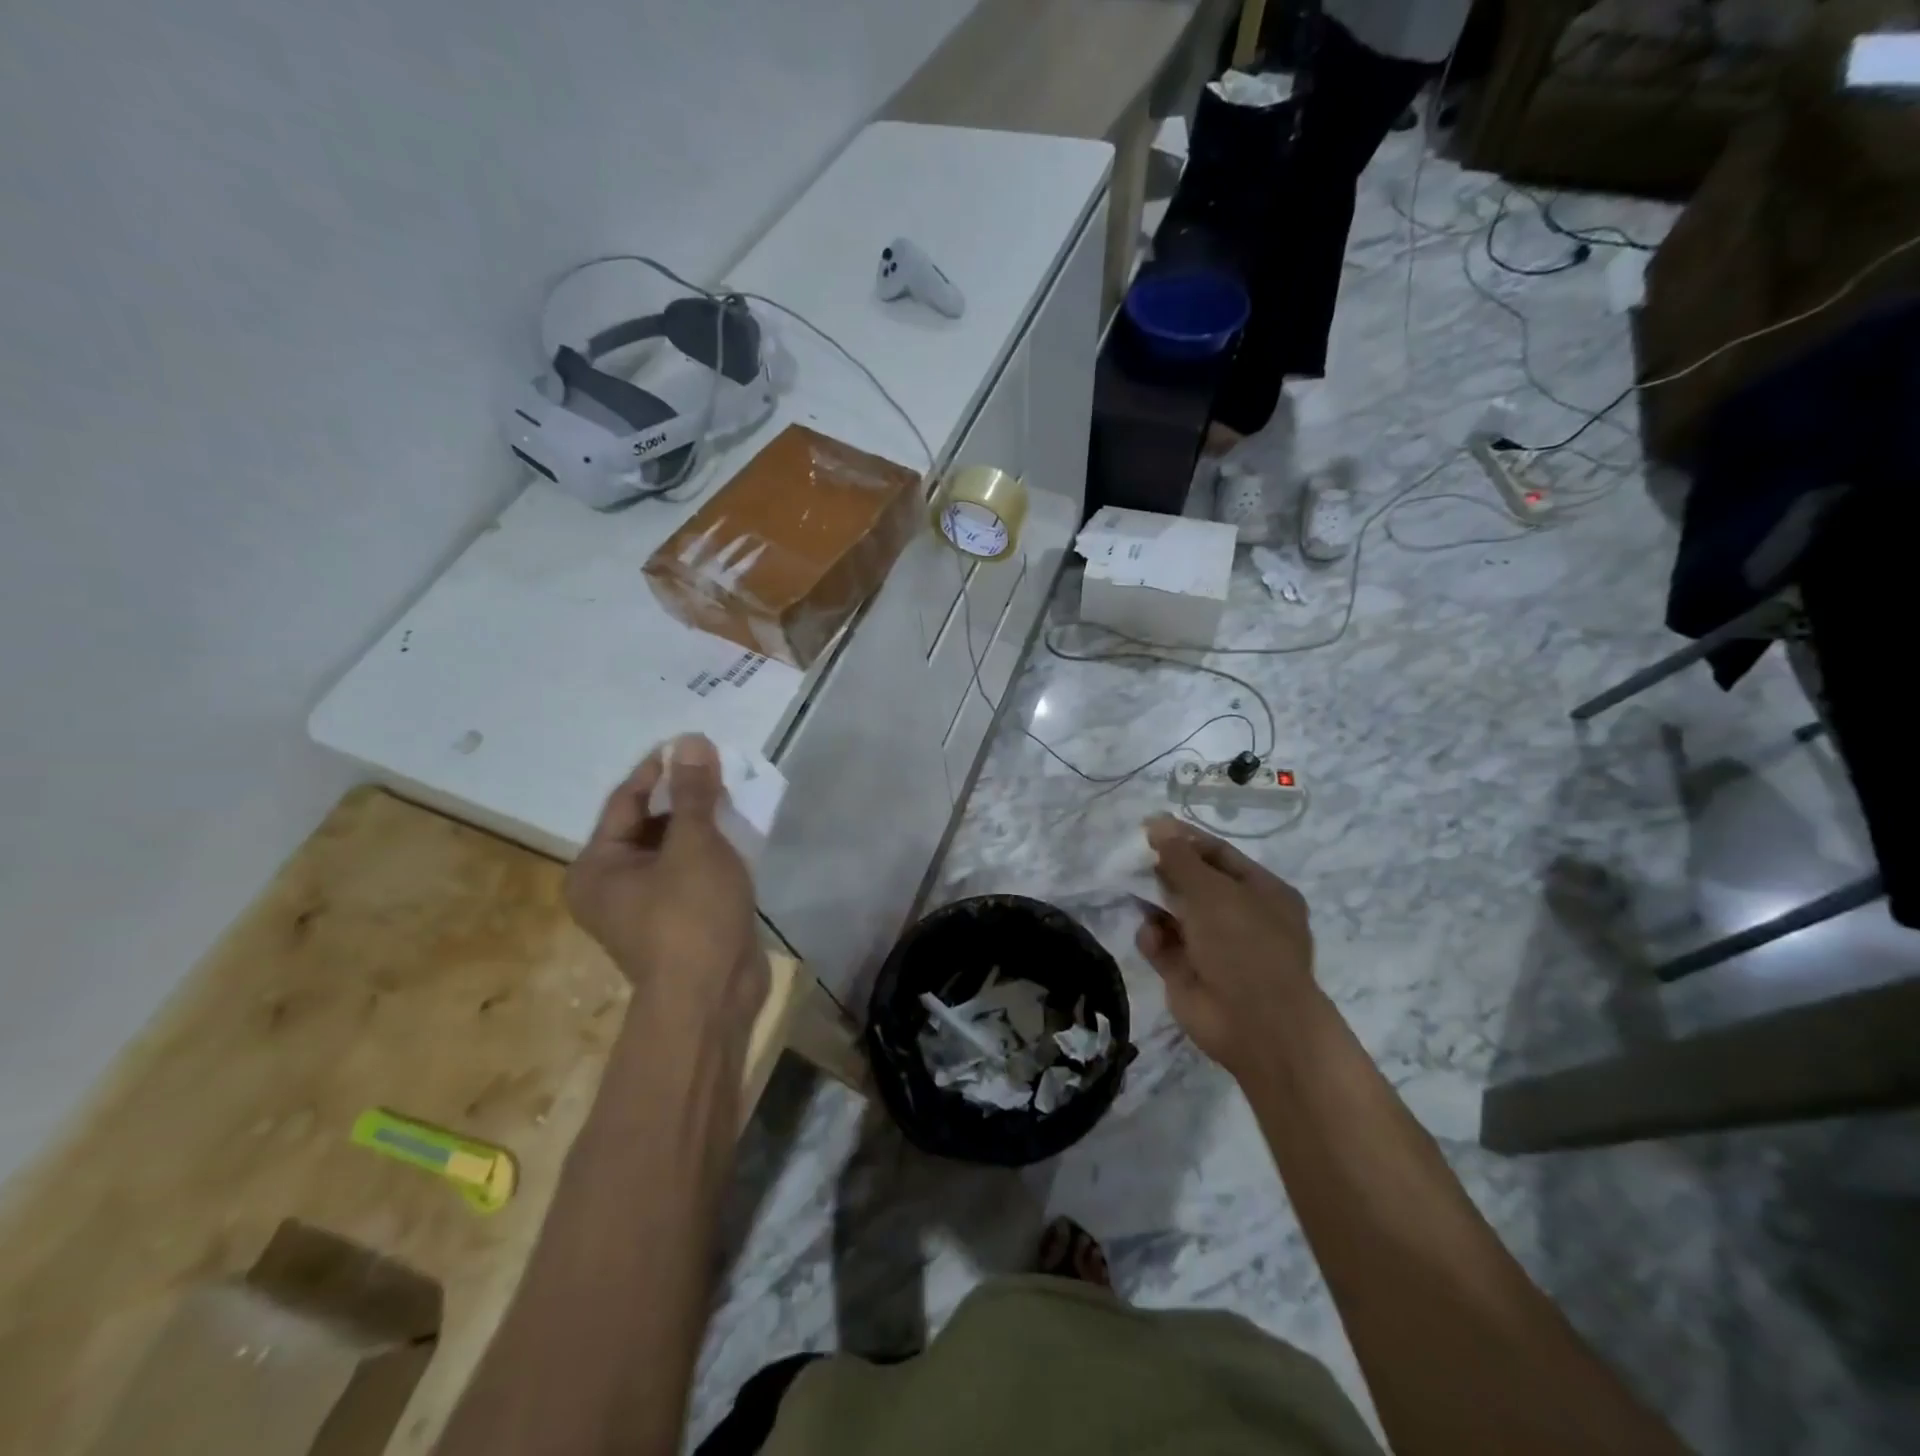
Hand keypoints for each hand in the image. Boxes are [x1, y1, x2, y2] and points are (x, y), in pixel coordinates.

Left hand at [565, 735, 768, 1051]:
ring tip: (733, 794)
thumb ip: (693, 793)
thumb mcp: (694, 845)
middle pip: (648, 824)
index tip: (692, 744)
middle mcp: (611, 886)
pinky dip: (710, 851)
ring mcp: (646, 907)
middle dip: (684, 796)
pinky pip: (690, 872)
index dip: (659, 769)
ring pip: (673, 849)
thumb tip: (690, 741)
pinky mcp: (679, 920)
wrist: (712, 999)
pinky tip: (738, 834)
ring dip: (700, 822)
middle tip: (719, 769)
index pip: (626, 801)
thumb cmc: (691, 916)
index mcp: (597, 868)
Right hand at [1135, 814, 1317, 1078]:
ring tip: (1134, 891)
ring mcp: (1214, 948)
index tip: (1149, 828)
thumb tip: (1157, 824)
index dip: (1185, 840)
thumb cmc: (1244, 945)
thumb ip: (1180, 858)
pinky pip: (1164, 946)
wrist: (1256, 1025)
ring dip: (1154, 903)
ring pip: (1174, 914)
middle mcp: (1240, 917)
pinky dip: (1154, 938)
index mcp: (1262, 892)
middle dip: (1165, 872)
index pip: (1218, 855)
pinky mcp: (1189, 974)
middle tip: (1133, 859)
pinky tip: (1152, 937)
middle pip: (1194, 884)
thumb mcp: (1213, 891)